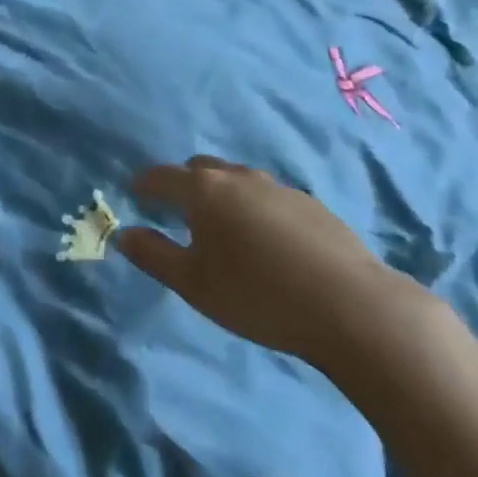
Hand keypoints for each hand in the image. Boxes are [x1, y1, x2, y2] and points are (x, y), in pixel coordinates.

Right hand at [119, 156, 424, 371]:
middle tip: (178, 214)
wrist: (353, 307)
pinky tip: (266, 242)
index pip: (161, 176)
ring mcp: (278, 187)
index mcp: (203, 190)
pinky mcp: (311, 204)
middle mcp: (238, 177)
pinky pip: (267, 196)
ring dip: (221, 195)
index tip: (136, 196)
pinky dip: (254, 207)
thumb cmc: (259, 296)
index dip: (144, 185)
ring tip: (224, 229)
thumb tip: (125, 234)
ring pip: (237, 180)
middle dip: (183, 185)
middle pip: (200, 169)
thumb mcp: (195, 285)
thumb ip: (154, 256)